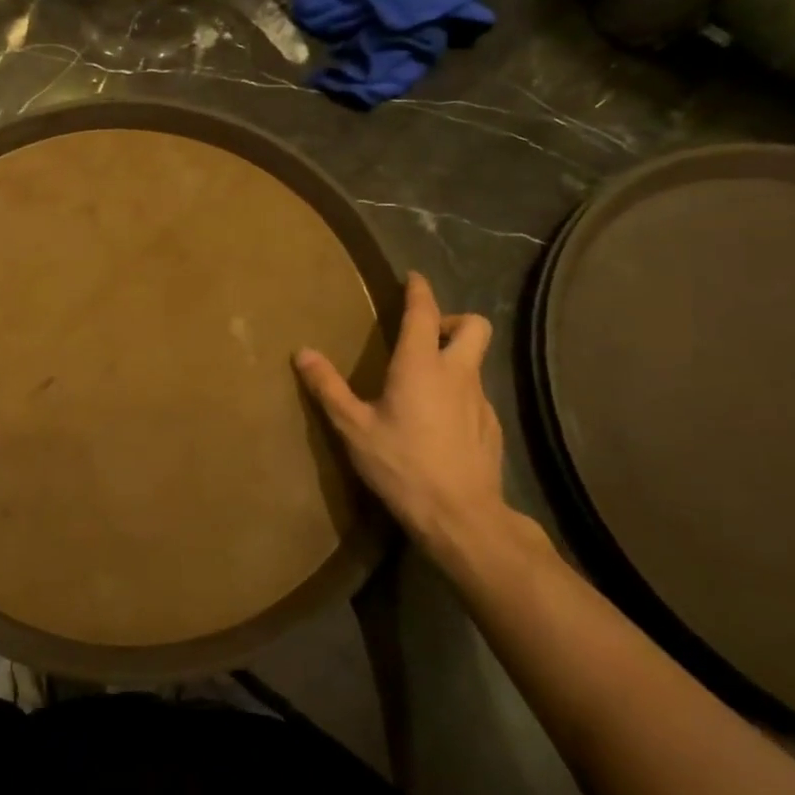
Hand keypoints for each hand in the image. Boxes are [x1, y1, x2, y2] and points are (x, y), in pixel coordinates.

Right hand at [295, 272, 507, 562]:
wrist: (460, 516)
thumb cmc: (401, 465)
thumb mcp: (353, 427)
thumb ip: (328, 387)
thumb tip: (302, 352)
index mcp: (421, 365)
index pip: (424, 312)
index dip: (419, 290)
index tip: (413, 277)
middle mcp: (457, 374)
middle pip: (474, 326)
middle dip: (452, 319)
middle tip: (424, 335)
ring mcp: (480, 401)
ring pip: (475, 362)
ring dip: (454, 358)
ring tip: (422, 382)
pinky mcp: (491, 427)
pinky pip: (475, 394)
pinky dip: (458, 393)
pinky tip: (437, 422)